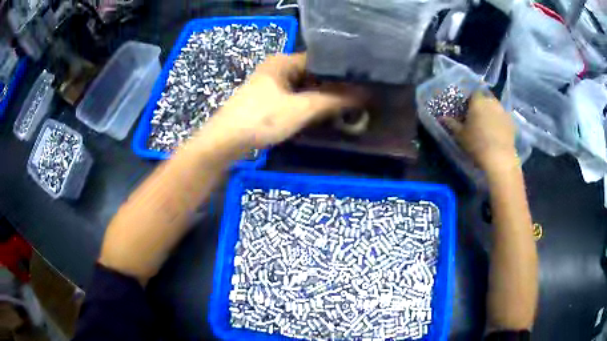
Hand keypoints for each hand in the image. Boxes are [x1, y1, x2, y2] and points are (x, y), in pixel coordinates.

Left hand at [204, 53, 363, 149]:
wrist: (225, 141)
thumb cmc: (261, 119)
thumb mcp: (300, 109)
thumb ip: (333, 100)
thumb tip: (364, 94)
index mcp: (283, 61)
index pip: (320, 59)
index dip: (341, 71)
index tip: (361, 83)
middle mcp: (276, 67)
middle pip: (312, 73)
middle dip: (332, 86)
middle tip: (356, 98)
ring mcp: (270, 84)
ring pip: (303, 86)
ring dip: (321, 96)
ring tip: (344, 106)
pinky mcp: (267, 99)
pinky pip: (294, 97)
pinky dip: (307, 104)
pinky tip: (321, 113)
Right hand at [441, 92, 516, 171]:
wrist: (499, 158)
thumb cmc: (477, 143)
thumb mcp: (460, 135)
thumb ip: (452, 124)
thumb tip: (441, 118)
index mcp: (478, 101)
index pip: (473, 93)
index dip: (470, 100)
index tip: (467, 109)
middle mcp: (491, 101)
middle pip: (486, 99)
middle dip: (482, 105)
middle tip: (477, 117)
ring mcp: (503, 111)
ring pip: (496, 107)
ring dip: (492, 113)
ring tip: (488, 125)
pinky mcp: (512, 122)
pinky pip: (503, 118)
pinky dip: (500, 122)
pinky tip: (498, 133)